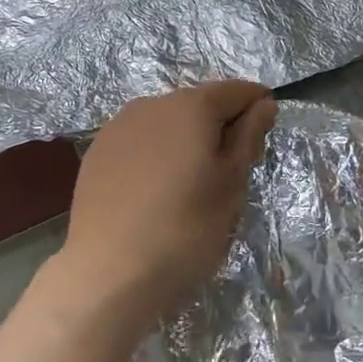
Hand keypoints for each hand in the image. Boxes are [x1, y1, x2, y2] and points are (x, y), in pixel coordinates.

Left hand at [54, 81, 277, 332]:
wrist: (108, 271)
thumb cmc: (185, 228)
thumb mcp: (231, 184)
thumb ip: (248, 137)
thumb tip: (263, 104)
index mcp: (191, 106)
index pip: (236, 90)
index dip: (257, 107)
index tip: (265, 136)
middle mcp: (151, 103)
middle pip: (199, 103)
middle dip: (221, 125)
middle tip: (233, 169)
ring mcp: (118, 126)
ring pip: (166, 122)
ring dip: (186, 139)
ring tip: (192, 183)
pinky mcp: (97, 152)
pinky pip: (139, 141)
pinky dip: (156, 153)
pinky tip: (157, 189)